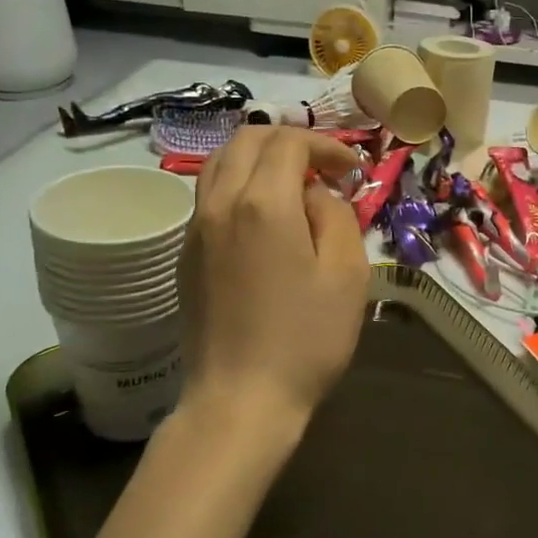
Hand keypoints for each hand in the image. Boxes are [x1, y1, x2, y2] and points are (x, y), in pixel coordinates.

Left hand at [179, 127, 368, 446]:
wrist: (239, 399)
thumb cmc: (305, 339)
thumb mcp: (347, 274)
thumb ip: (335, 215)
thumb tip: (313, 194)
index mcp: (263, 203)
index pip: (289, 141)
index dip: (326, 145)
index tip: (352, 172)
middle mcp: (220, 203)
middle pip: (248, 139)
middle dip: (290, 142)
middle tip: (323, 170)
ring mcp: (195, 228)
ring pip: (220, 162)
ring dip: (259, 159)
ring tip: (292, 186)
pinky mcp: (185, 254)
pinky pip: (209, 195)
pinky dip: (238, 184)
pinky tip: (264, 218)